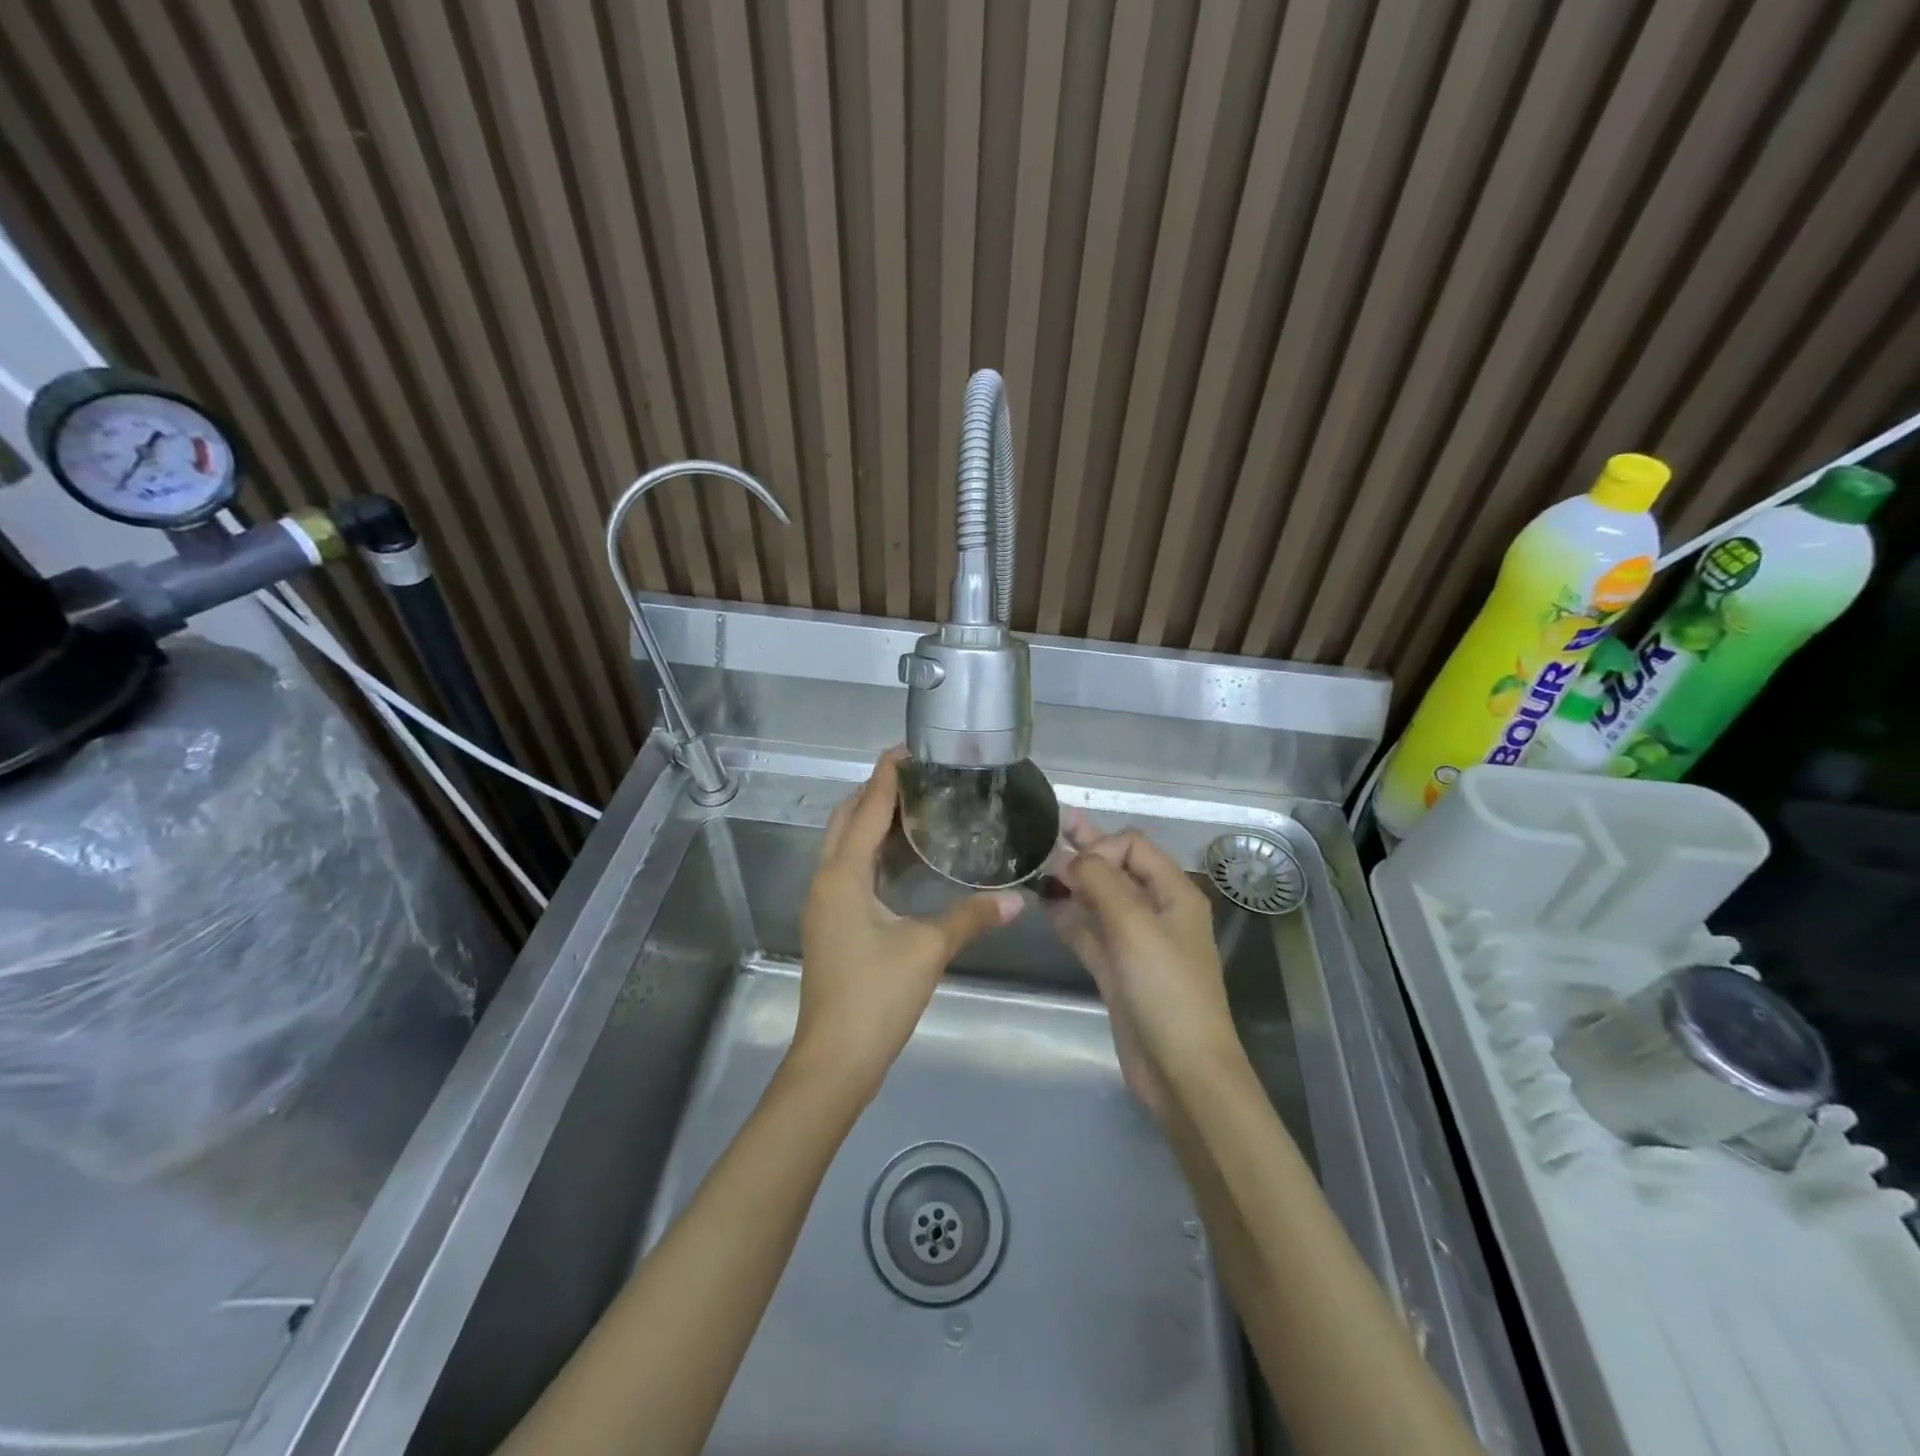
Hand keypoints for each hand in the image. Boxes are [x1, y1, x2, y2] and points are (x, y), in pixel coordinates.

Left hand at [793, 749, 1020, 1100]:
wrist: (834, 1060)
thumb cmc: (876, 996)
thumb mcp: (928, 950)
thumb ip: (971, 917)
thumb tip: (1017, 901)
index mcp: (844, 875)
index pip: (867, 809)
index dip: (887, 776)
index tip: (908, 749)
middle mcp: (827, 881)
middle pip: (847, 819)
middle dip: (876, 792)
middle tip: (919, 778)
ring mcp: (825, 904)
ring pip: (844, 845)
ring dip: (872, 821)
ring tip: (916, 808)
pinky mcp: (831, 924)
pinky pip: (848, 869)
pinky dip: (872, 852)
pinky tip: (904, 859)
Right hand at [1046, 818, 1238, 1119]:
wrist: (1182, 1070)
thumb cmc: (1166, 989)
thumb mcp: (1134, 925)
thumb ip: (1100, 881)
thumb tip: (1069, 857)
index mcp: (1173, 893)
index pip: (1133, 847)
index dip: (1101, 846)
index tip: (1073, 867)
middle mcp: (1155, 910)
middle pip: (1115, 868)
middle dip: (1083, 849)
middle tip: (1045, 829)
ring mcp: (1135, 941)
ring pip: (1099, 900)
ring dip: (1071, 883)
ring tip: (1034, 867)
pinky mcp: (1117, 969)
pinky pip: (1090, 931)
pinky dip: (1070, 916)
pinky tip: (1045, 905)